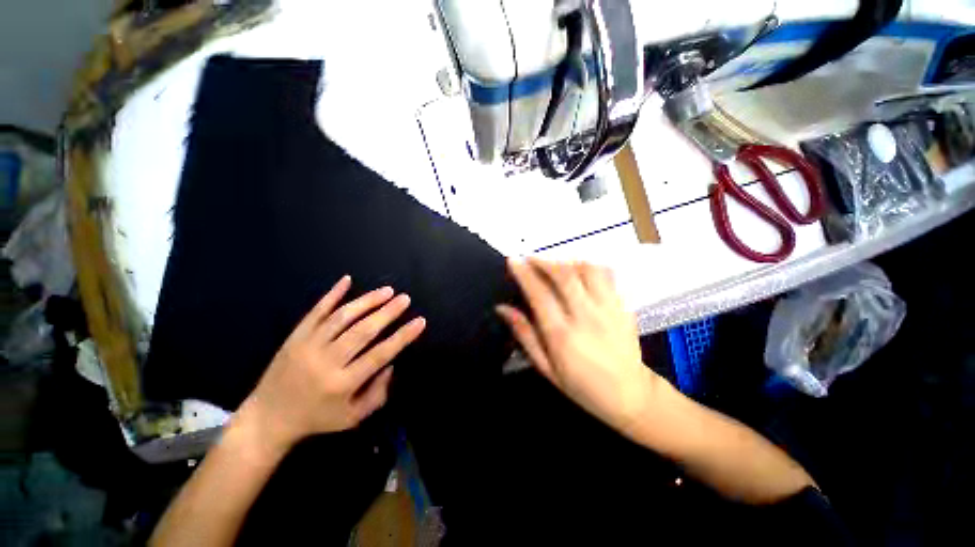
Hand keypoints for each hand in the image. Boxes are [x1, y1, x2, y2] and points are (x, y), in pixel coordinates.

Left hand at [234, 276, 425, 456]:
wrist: (268, 418)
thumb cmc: (317, 418)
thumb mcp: (353, 417)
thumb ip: (378, 393)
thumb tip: (391, 364)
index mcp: (342, 384)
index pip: (380, 355)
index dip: (403, 336)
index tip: (420, 321)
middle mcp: (326, 362)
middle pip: (363, 331)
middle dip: (388, 312)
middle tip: (405, 299)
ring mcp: (308, 346)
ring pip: (342, 317)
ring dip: (367, 301)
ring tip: (387, 291)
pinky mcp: (295, 337)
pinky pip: (316, 311)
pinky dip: (332, 294)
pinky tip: (347, 280)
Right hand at [497, 259, 658, 436]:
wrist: (630, 395)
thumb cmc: (581, 386)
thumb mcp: (545, 367)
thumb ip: (524, 334)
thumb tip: (502, 308)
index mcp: (562, 335)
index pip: (539, 294)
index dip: (524, 274)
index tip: (513, 261)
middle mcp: (585, 316)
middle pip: (564, 275)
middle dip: (543, 261)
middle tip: (530, 259)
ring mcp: (608, 309)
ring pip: (587, 270)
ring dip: (566, 261)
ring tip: (554, 265)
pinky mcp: (622, 306)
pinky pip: (606, 275)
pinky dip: (588, 266)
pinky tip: (578, 271)